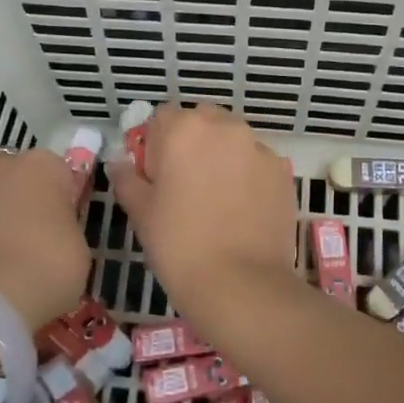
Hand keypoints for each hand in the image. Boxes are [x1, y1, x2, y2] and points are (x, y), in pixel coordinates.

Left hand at [0, 148, 89, 329]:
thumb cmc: (44, 264)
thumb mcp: (79, 249)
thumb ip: (68, 229)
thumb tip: (56, 232)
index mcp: (43, 164)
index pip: (62, 174)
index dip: (66, 201)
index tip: (67, 227)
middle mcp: (3, 166)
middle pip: (23, 180)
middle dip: (30, 203)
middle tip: (40, 240)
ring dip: (2, 220)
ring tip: (13, 261)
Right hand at [110, 104, 296, 307]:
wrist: (241, 284)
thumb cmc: (179, 245)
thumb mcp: (141, 212)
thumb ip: (127, 179)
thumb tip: (120, 164)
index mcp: (184, 129)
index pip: (162, 118)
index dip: (156, 145)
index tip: (156, 176)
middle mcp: (225, 127)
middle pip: (202, 121)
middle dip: (192, 144)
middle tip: (185, 186)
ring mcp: (259, 147)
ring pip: (233, 141)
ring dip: (222, 157)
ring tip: (217, 201)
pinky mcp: (283, 171)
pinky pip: (257, 163)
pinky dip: (248, 176)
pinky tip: (243, 211)